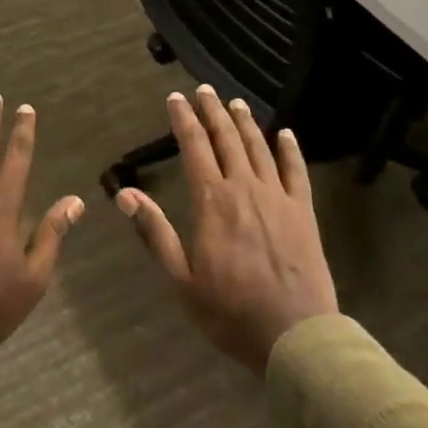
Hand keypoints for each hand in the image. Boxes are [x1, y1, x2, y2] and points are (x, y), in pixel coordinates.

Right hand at [115, 86, 339, 373]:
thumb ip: (155, 232)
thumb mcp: (182, 280)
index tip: (176, 97)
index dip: (184, 119)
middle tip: (205, 90)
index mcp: (212, 200)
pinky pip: (296, 171)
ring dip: (245, 122)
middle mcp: (243, 187)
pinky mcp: (303, 212)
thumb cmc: (231, 312)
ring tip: (235, 103)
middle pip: (226, 138)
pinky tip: (286, 134)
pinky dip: (290, 149)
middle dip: (213, 111)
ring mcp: (277, 197)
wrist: (296, 337)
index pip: (194, 146)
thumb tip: (124, 194)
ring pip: (258, 147)